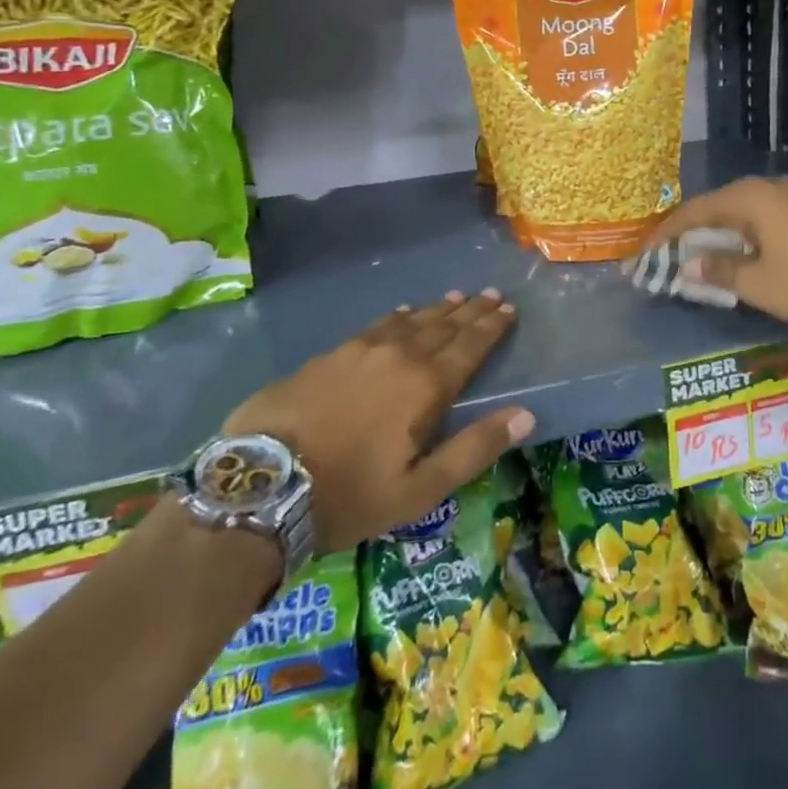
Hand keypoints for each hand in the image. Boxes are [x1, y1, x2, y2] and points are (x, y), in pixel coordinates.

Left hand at [221, 290, 529, 551]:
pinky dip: (397, 318)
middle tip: (490, 293)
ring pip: (410, 321)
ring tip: (455, 297)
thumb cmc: (349, 495)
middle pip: (443, 326)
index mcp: (426, 386)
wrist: (261, 484)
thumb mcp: (420, 489)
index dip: (491, 326)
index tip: (509, 308)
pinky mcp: (328, 355)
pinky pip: (376, 326)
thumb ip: (474, 448)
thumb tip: (525, 414)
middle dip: (470, 310)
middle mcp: (398, 356)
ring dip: (437, 310)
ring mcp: (359, 351)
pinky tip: (401, 314)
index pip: (469, 346)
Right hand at [645, 177, 787, 332]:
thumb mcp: (760, 285)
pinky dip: (746, 235)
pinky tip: (744, 253)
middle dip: (691, 232)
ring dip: (720, 234)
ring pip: (744, 212)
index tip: (643, 253)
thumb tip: (687, 265)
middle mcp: (770, 188)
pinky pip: (766, 218)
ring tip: (701, 256)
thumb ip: (719, 271)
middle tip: (669, 254)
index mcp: (750, 199)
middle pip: (718, 207)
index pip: (694, 212)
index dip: (665, 234)